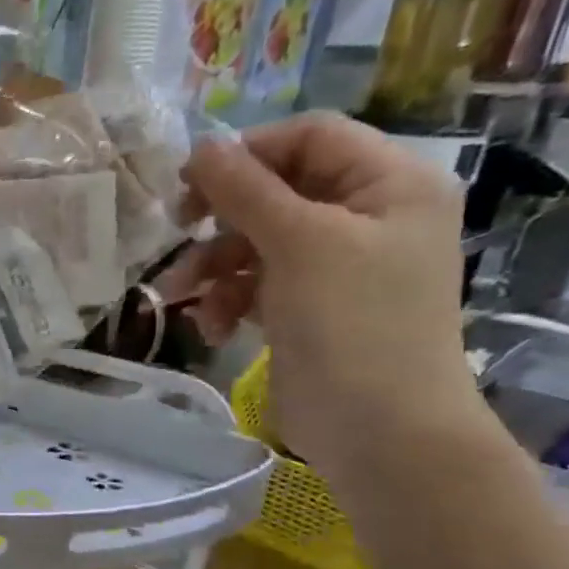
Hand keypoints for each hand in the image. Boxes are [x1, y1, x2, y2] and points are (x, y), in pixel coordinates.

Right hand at [172, 112, 484, 477]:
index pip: (310, 137)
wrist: (381, 430)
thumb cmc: (352, 323)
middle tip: (178, 229)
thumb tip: (200, 147)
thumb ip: (246, 191)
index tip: (190, 182)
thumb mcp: (299, 243)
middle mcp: (368, 216)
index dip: (248, 152)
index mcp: (390, 184)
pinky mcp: (309, 307)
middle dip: (222, 217)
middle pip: (278, 190)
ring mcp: (338, 266)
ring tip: (181, 296)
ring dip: (213, 266)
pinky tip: (212, 327)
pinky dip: (228, 300)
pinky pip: (258, 284)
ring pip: (258, 241)